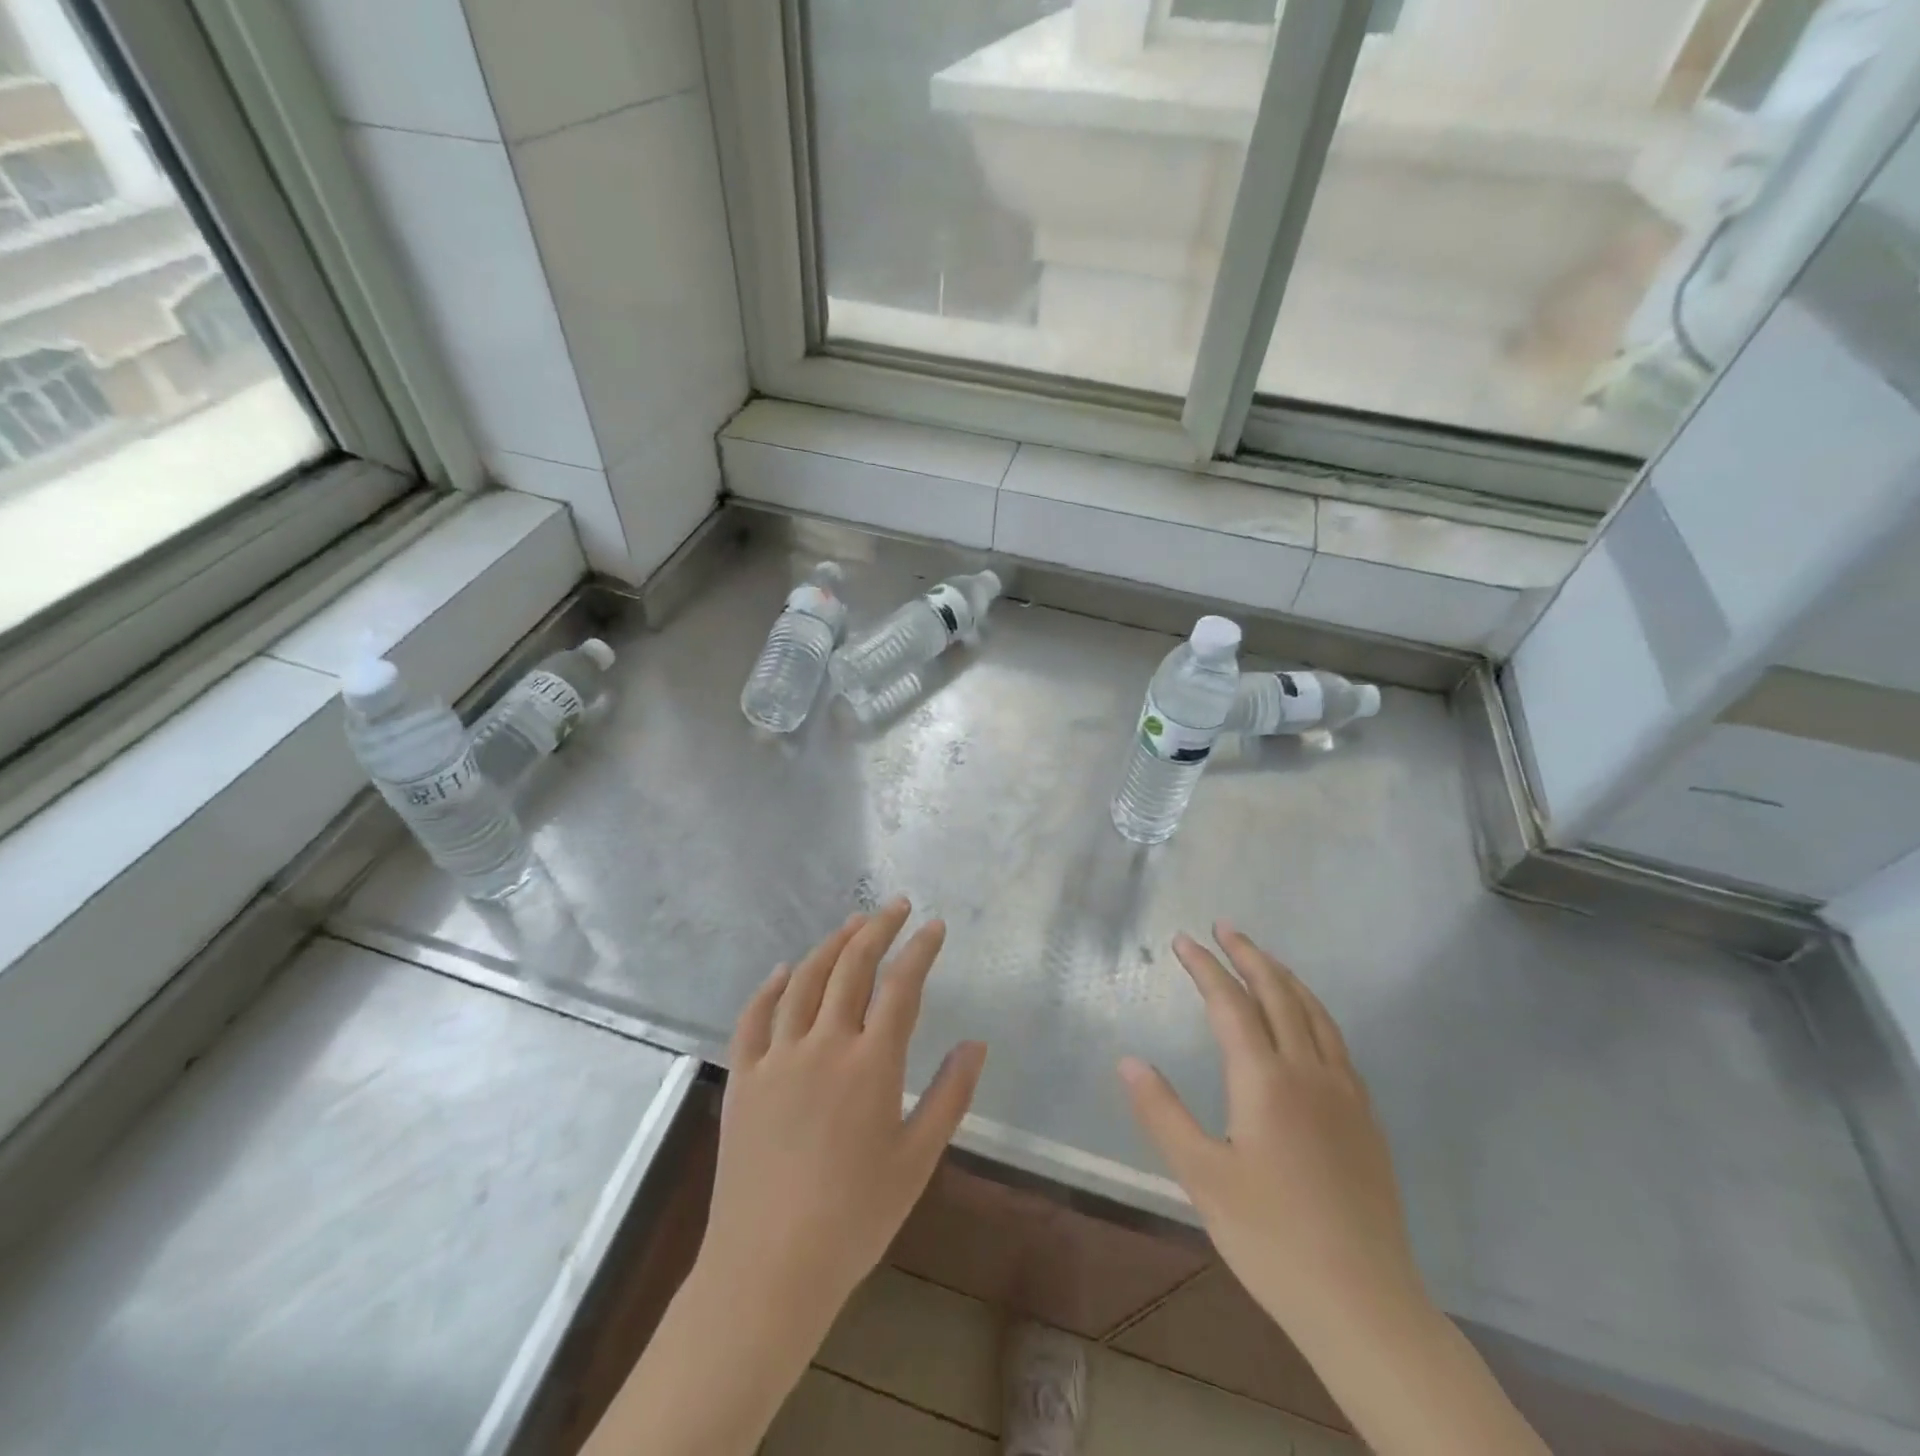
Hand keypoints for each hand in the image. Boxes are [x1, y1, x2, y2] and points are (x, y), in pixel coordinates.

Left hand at [585, 900, 986, 1455]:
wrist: (768, 1269)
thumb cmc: (855, 1218)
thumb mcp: (918, 1160)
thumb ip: (949, 1095)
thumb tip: (975, 1042)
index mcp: (871, 1064)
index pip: (901, 986)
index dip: (920, 949)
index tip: (934, 925)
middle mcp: (823, 1045)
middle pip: (852, 967)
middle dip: (878, 929)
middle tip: (896, 906)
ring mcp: (777, 1058)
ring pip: (805, 980)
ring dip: (831, 944)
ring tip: (852, 924)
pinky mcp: (744, 1077)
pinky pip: (754, 1017)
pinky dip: (771, 986)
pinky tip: (785, 969)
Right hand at [1119, 923, 1426, 1348]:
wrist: (1365, 1304)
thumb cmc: (1272, 1239)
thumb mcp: (1202, 1178)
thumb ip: (1162, 1113)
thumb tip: (1129, 1060)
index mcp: (1265, 1080)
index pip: (1230, 1003)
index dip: (1204, 967)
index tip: (1182, 940)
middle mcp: (1308, 1072)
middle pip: (1277, 993)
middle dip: (1248, 954)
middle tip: (1224, 927)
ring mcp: (1344, 1093)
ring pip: (1314, 1012)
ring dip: (1284, 976)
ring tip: (1262, 957)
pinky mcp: (1365, 1117)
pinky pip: (1336, 1040)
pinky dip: (1313, 1010)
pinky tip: (1307, 1021)